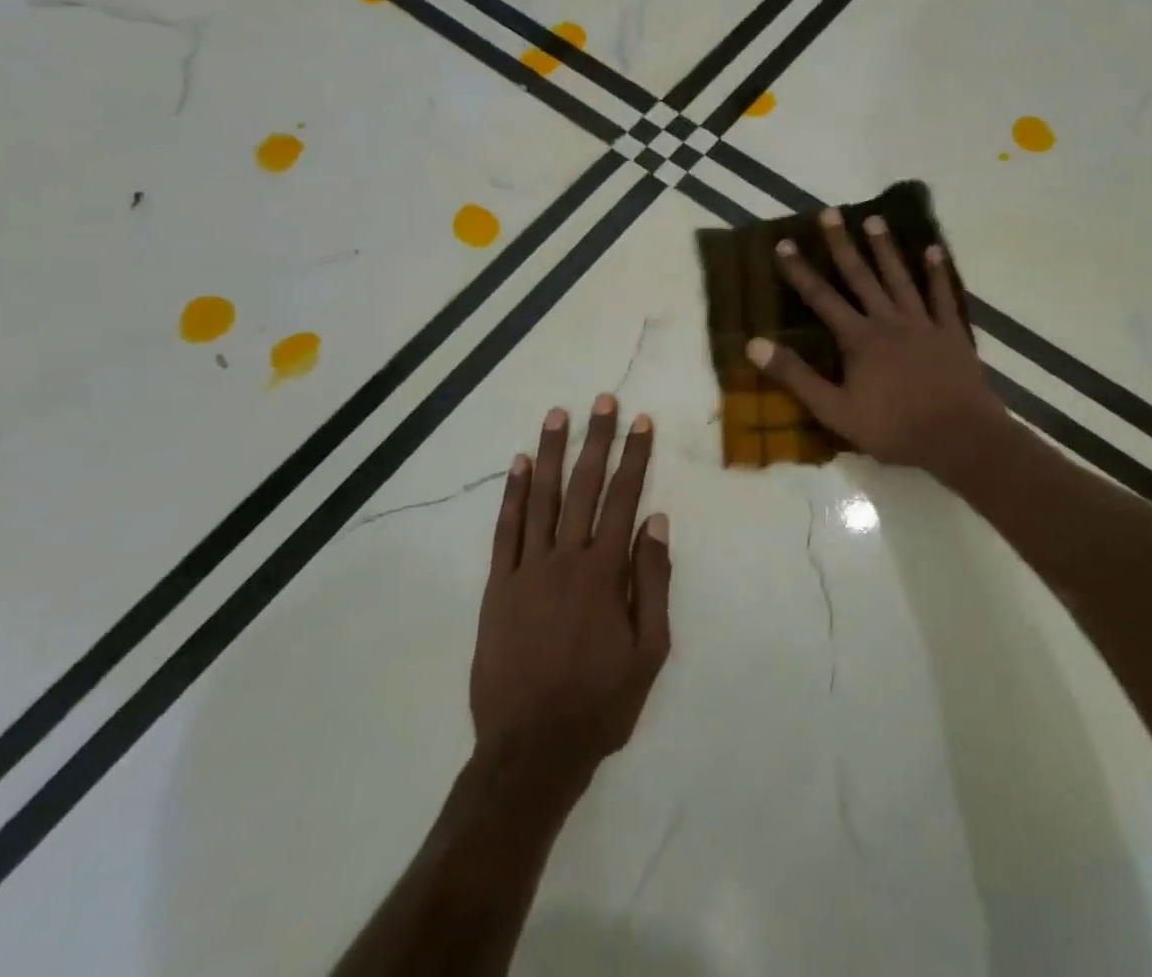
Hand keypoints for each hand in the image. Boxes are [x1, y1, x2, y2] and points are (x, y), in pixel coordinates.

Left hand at [471, 396, 671, 778]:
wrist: (530, 751)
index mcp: (603, 573)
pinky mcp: (496, 587)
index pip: (624, 499)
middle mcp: (564, 559)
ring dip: (550, 453)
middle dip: (596, 440)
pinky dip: (511, 494)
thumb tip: (655, 521)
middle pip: (583, 487)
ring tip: (557, 415)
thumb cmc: (599, 703)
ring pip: (540, 498)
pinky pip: (504, 530)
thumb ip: (652, 582)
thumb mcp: (649, 651)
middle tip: (602, 400)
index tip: (641, 422)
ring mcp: (525, 570)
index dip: (634, 457)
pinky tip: (518, 464)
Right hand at [747, 207, 1007, 473]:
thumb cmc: (893, 428)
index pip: (822, 298)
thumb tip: (754, 344)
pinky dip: (937, 272)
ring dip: (886, 248)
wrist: (958, 438)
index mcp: (859, 339)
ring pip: (900, 278)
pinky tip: (934, 250)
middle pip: (861, 276)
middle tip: (830, 213)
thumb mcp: (834, 410)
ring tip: (874, 219)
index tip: (784, 244)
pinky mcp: (951, 333)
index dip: (800, 271)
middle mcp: (889, 321)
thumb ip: (795, 376)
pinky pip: (942, 296)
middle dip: (842, 245)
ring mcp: (923, 323)